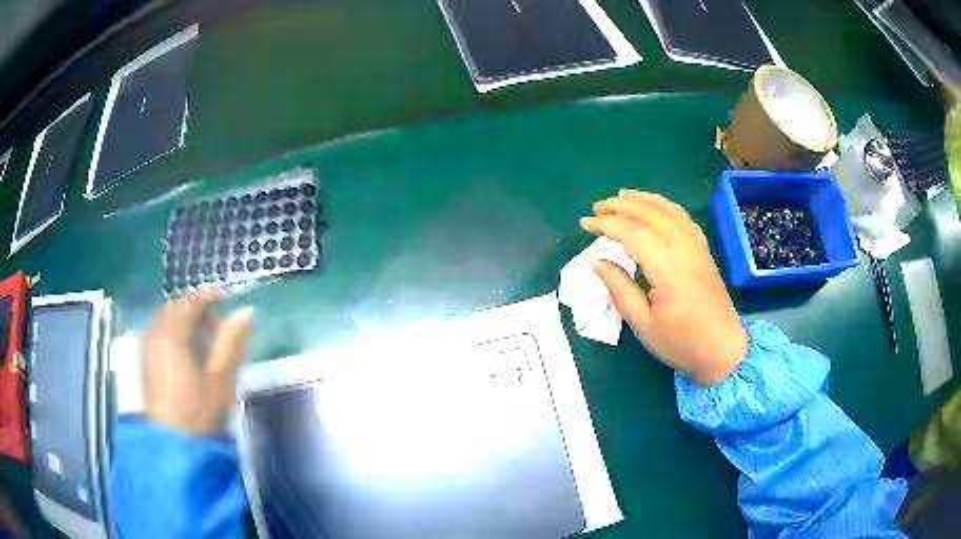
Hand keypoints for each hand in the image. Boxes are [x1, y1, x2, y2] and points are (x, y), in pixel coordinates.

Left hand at [143, 289, 254, 435]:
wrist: (172, 443)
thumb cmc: (199, 411)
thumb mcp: (221, 377)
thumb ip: (232, 341)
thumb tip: (247, 311)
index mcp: (173, 333)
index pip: (191, 300)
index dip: (211, 295)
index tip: (228, 299)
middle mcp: (156, 332)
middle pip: (177, 307)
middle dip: (197, 309)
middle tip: (218, 326)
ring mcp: (147, 346)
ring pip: (166, 319)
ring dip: (185, 321)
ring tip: (203, 341)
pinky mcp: (145, 360)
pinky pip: (159, 332)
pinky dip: (174, 333)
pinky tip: (186, 353)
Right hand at [581, 190, 747, 385]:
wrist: (723, 350)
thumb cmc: (681, 343)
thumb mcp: (643, 325)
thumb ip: (619, 290)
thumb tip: (598, 262)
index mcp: (666, 267)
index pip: (631, 233)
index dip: (605, 225)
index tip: (584, 224)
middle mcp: (682, 248)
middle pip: (649, 215)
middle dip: (620, 206)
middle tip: (596, 207)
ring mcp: (696, 247)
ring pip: (668, 210)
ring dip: (643, 200)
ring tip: (621, 196)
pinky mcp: (704, 251)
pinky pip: (684, 218)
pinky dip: (666, 206)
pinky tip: (655, 206)